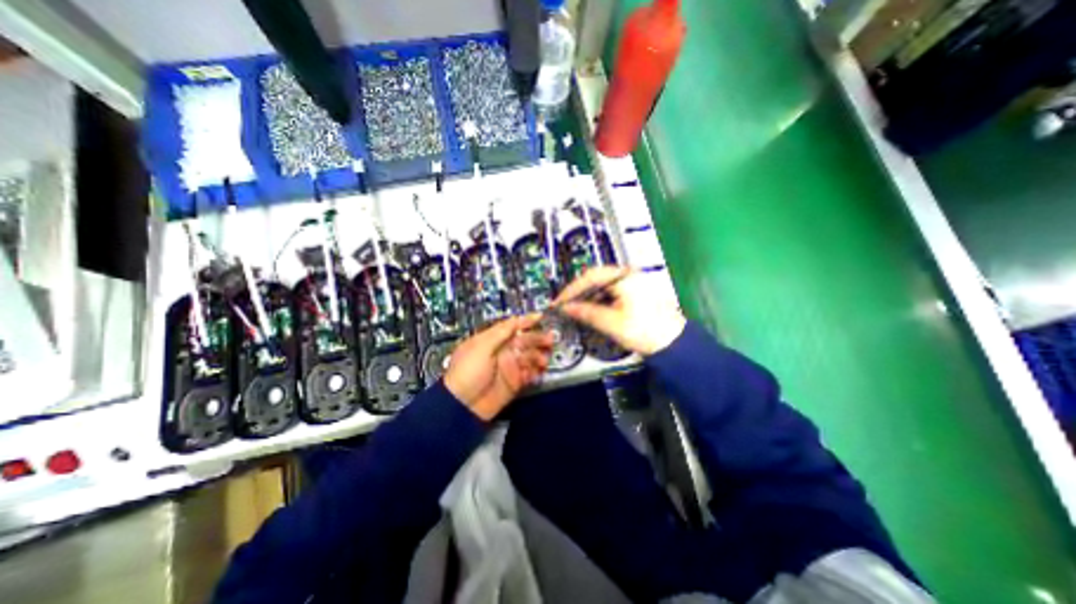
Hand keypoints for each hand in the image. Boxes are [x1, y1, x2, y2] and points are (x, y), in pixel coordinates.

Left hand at [443, 314, 554, 422]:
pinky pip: (530, 373)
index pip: (512, 326)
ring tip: (544, 359)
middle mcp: (504, 351)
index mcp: (493, 340)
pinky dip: (537, 371)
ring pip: (530, 356)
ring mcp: (510, 367)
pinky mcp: (516, 382)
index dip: (526, 321)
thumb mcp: (480, 347)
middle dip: (538, 338)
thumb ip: (500, 333)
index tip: (540, 317)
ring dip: (539, 355)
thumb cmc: (467, 371)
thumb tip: (516, 318)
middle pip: (525, 340)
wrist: (463, 405)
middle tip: (550, 340)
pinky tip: (541, 370)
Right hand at [559, 266, 683, 355]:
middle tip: (565, 306)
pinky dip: (599, 302)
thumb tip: (566, 308)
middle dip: (579, 293)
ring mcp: (633, 284)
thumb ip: (586, 312)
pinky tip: (592, 312)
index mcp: (624, 277)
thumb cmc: (645, 330)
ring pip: (603, 287)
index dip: (571, 289)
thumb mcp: (611, 322)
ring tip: (576, 311)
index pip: (590, 276)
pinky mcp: (635, 293)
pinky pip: (611, 293)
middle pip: (596, 279)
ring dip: (589, 298)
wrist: (675, 344)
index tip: (559, 301)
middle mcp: (628, 275)